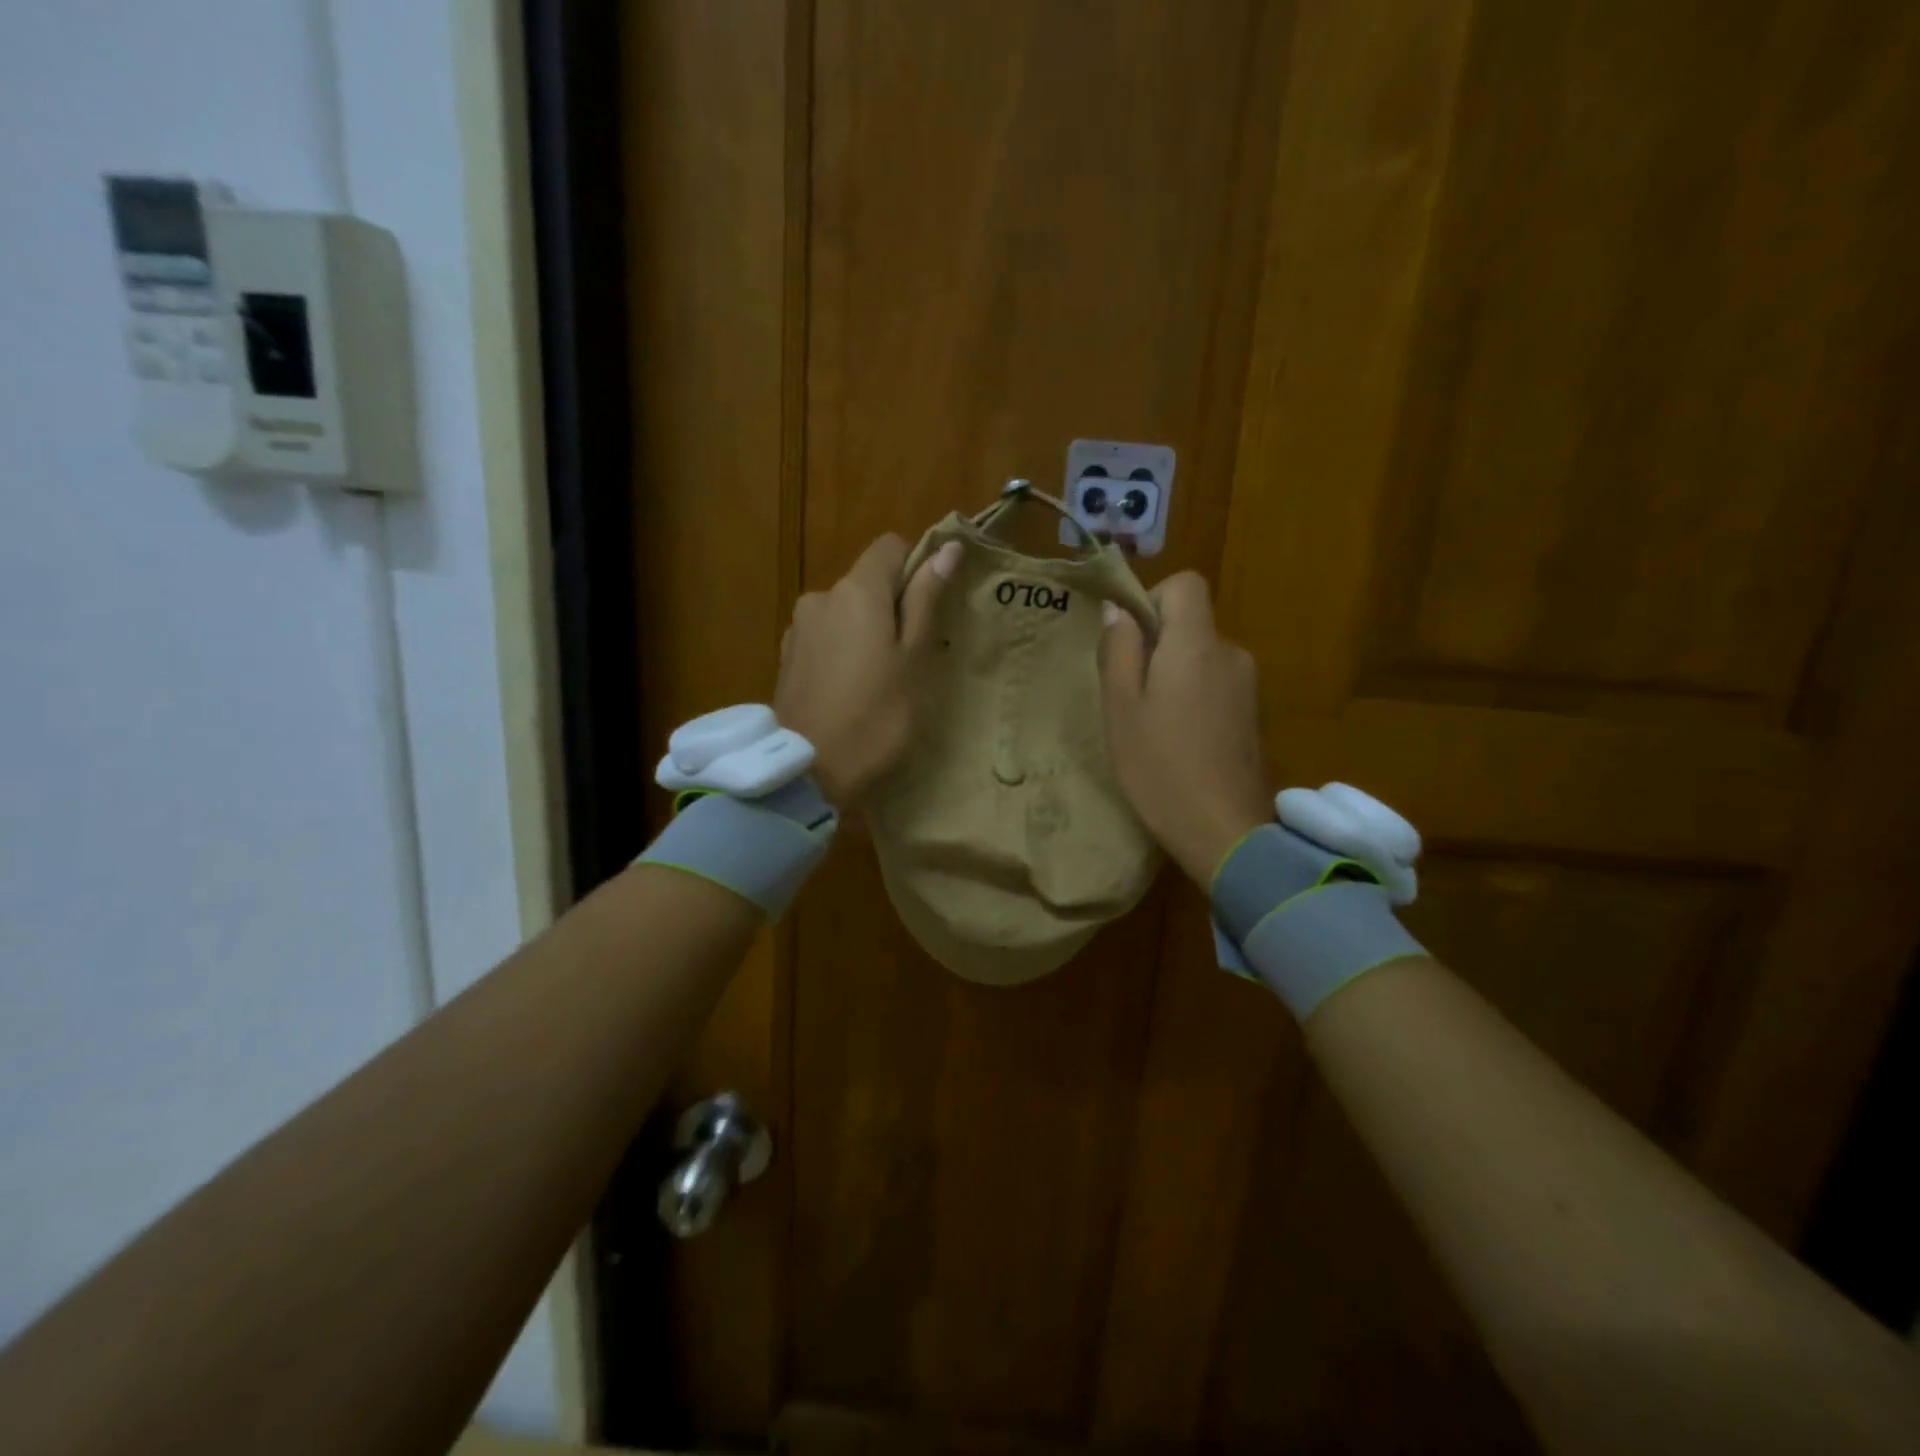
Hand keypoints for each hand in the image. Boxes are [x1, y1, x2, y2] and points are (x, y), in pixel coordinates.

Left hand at [775, 534, 961, 807]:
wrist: (807, 770)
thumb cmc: (876, 716)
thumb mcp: (913, 659)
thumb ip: (925, 600)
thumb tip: (945, 549)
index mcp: (856, 590)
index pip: (889, 547)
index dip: (915, 568)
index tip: (928, 609)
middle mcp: (821, 596)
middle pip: (866, 582)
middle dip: (891, 607)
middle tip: (910, 658)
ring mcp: (799, 628)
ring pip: (845, 612)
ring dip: (865, 631)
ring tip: (878, 681)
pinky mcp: (787, 657)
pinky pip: (825, 637)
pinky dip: (842, 651)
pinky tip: (848, 691)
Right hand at [1099, 573, 1273, 884]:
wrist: (1225, 831)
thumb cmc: (1159, 767)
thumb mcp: (1121, 708)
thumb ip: (1118, 651)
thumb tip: (1118, 611)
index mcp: (1196, 644)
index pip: (1185, 584)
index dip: (1152, 599)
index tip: (1129, 641)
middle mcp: (1230, 653)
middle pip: (1191, 623)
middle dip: (1157, 645)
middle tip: (1129, 694)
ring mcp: (1248, 686)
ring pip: (1202, 657)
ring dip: (1174, 675)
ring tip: (1152, 724)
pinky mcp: (1253, 715)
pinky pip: (1216, 684)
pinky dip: (1194, 697)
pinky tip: (1180, 741)